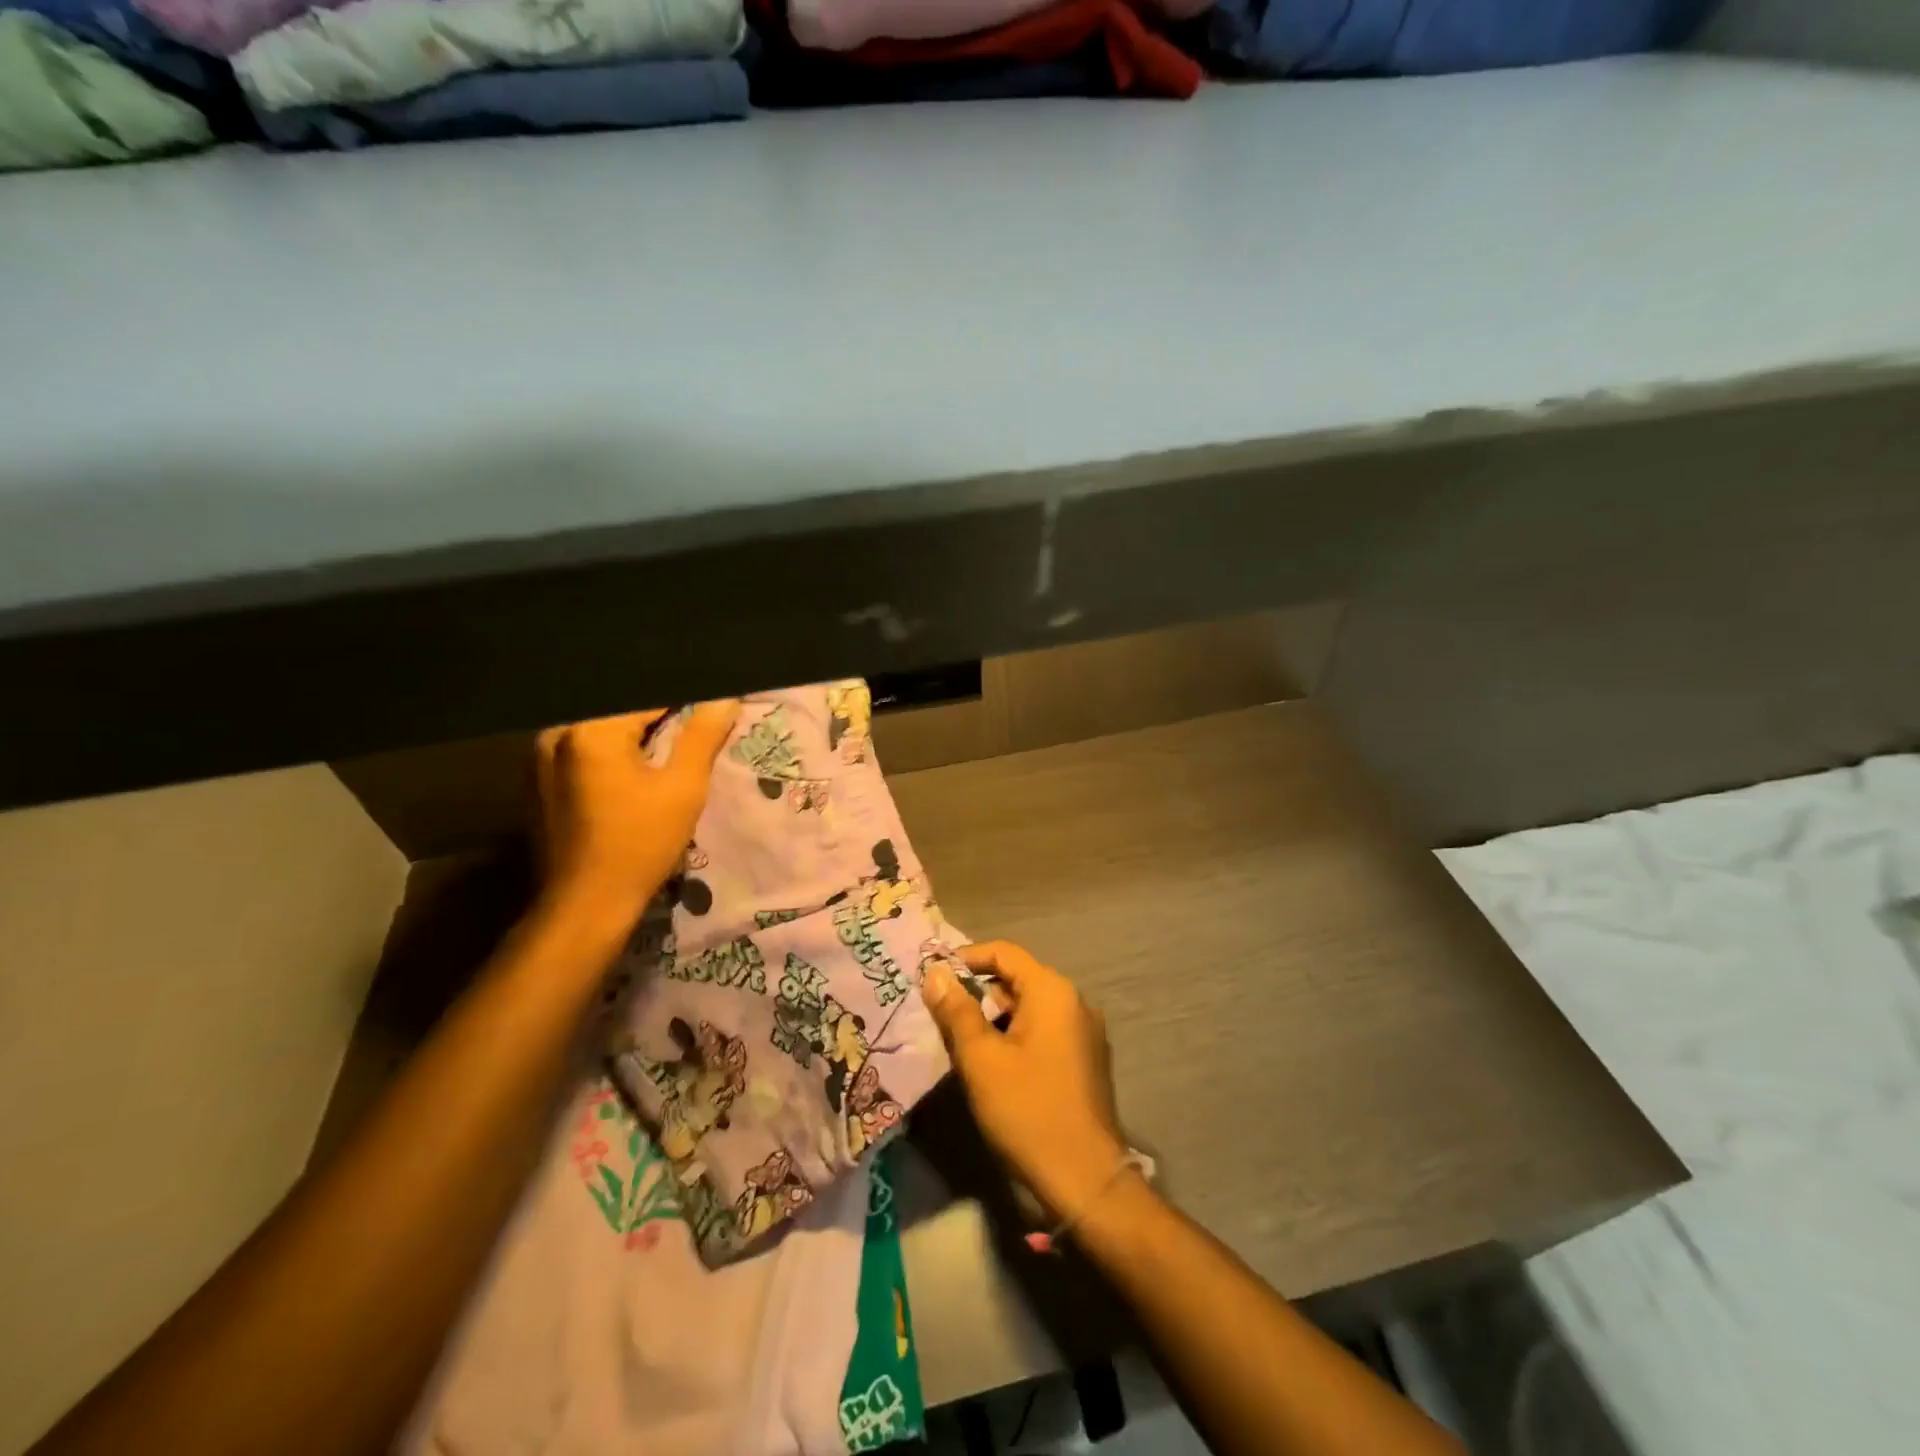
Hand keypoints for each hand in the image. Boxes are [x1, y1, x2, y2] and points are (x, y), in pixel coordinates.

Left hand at [534, 703, 738, 928]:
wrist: (585, 904)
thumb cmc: (640, 843)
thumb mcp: (683, 788)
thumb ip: (703, 736)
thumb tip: (725, 699)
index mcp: (591, 729)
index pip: (648, 698)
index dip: (685, 706)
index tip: (708, 719)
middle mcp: (557, 733)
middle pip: (621, 711)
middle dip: (659, 720)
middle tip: (693, 738)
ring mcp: (540, 758)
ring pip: (602, 731)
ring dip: (635, 738)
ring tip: (666, 758)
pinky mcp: (538, 782)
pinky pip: (584, 752)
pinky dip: (612, 756)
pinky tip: (632, 781)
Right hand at [923, 940, 1129, 1221]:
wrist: (1085, 1180)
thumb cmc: (1027, 1110)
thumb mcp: (981, 1059)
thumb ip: (956, 1010)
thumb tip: (935, 972)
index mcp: (1052, 991)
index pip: (1004, 953)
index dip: (966, 958)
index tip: (933, 976)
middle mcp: (1074, 1002)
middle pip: (1017, 980)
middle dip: (977, 994)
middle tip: (940, 1016)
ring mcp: (1084, 1032)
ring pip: (1028, 1009)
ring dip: (994, 1019)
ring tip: (960, 1044)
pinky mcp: (1086, 1060)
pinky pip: (1043, 1032)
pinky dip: (1015, 1037)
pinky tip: (992, 1066)